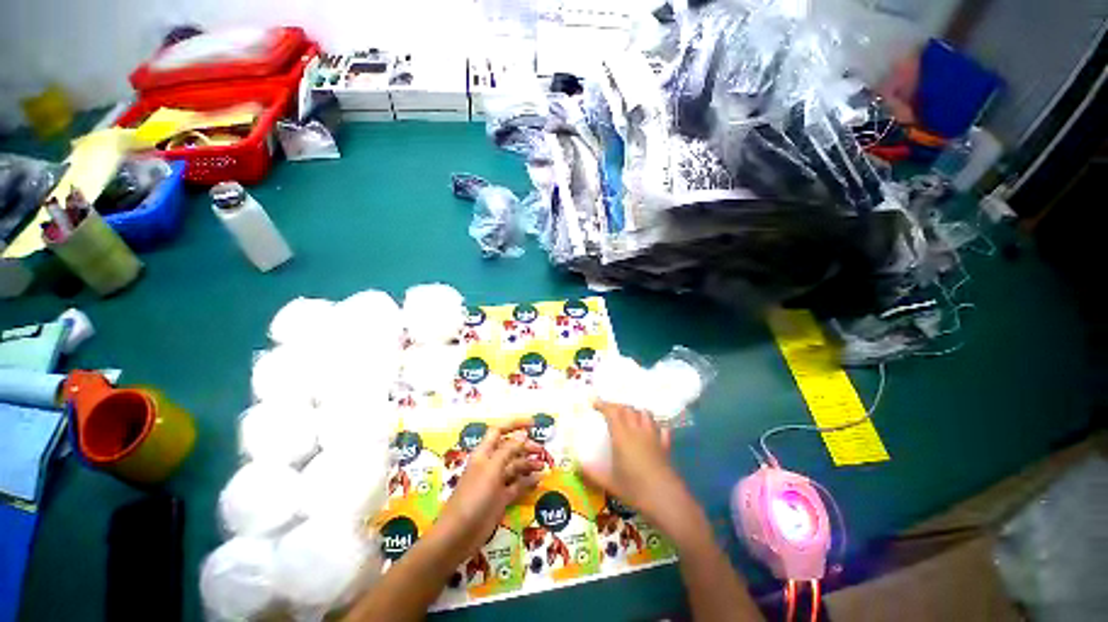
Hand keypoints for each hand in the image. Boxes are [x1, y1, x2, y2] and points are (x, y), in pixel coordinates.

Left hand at [431, 419, 543, 562]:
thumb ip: (508, 450)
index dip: (514, 424)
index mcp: (484, 453)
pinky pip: (517, 485)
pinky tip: (538, 480)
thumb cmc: (474, 496)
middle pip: (510, 448)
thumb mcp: (492, 469)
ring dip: (528, 464)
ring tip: (543, 466)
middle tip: (541, 451)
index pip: (499, 431)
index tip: (533, 423)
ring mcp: (495, 482)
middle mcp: (490, 464)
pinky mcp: (500, 499)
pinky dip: (527, 481)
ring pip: (515, 467)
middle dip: (525, 446)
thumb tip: (522, 433)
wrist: (459, 535)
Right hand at [582, 401, 703, 543]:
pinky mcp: (665, 445)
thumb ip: (592, 474)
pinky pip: (660, 428)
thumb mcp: (610, 484)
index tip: (594, 403)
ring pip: (645, 413)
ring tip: (629, 418)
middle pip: (627, 409)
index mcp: (622, 436)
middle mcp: (637, 431)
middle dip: (617, 406)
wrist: (667, 501)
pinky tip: (651, 431)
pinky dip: (654, 425)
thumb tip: (577, 466)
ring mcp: (653, 437)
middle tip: (608, 411)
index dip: (602, 404)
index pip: (612, 411)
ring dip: (635, 411)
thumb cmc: (635, 490)